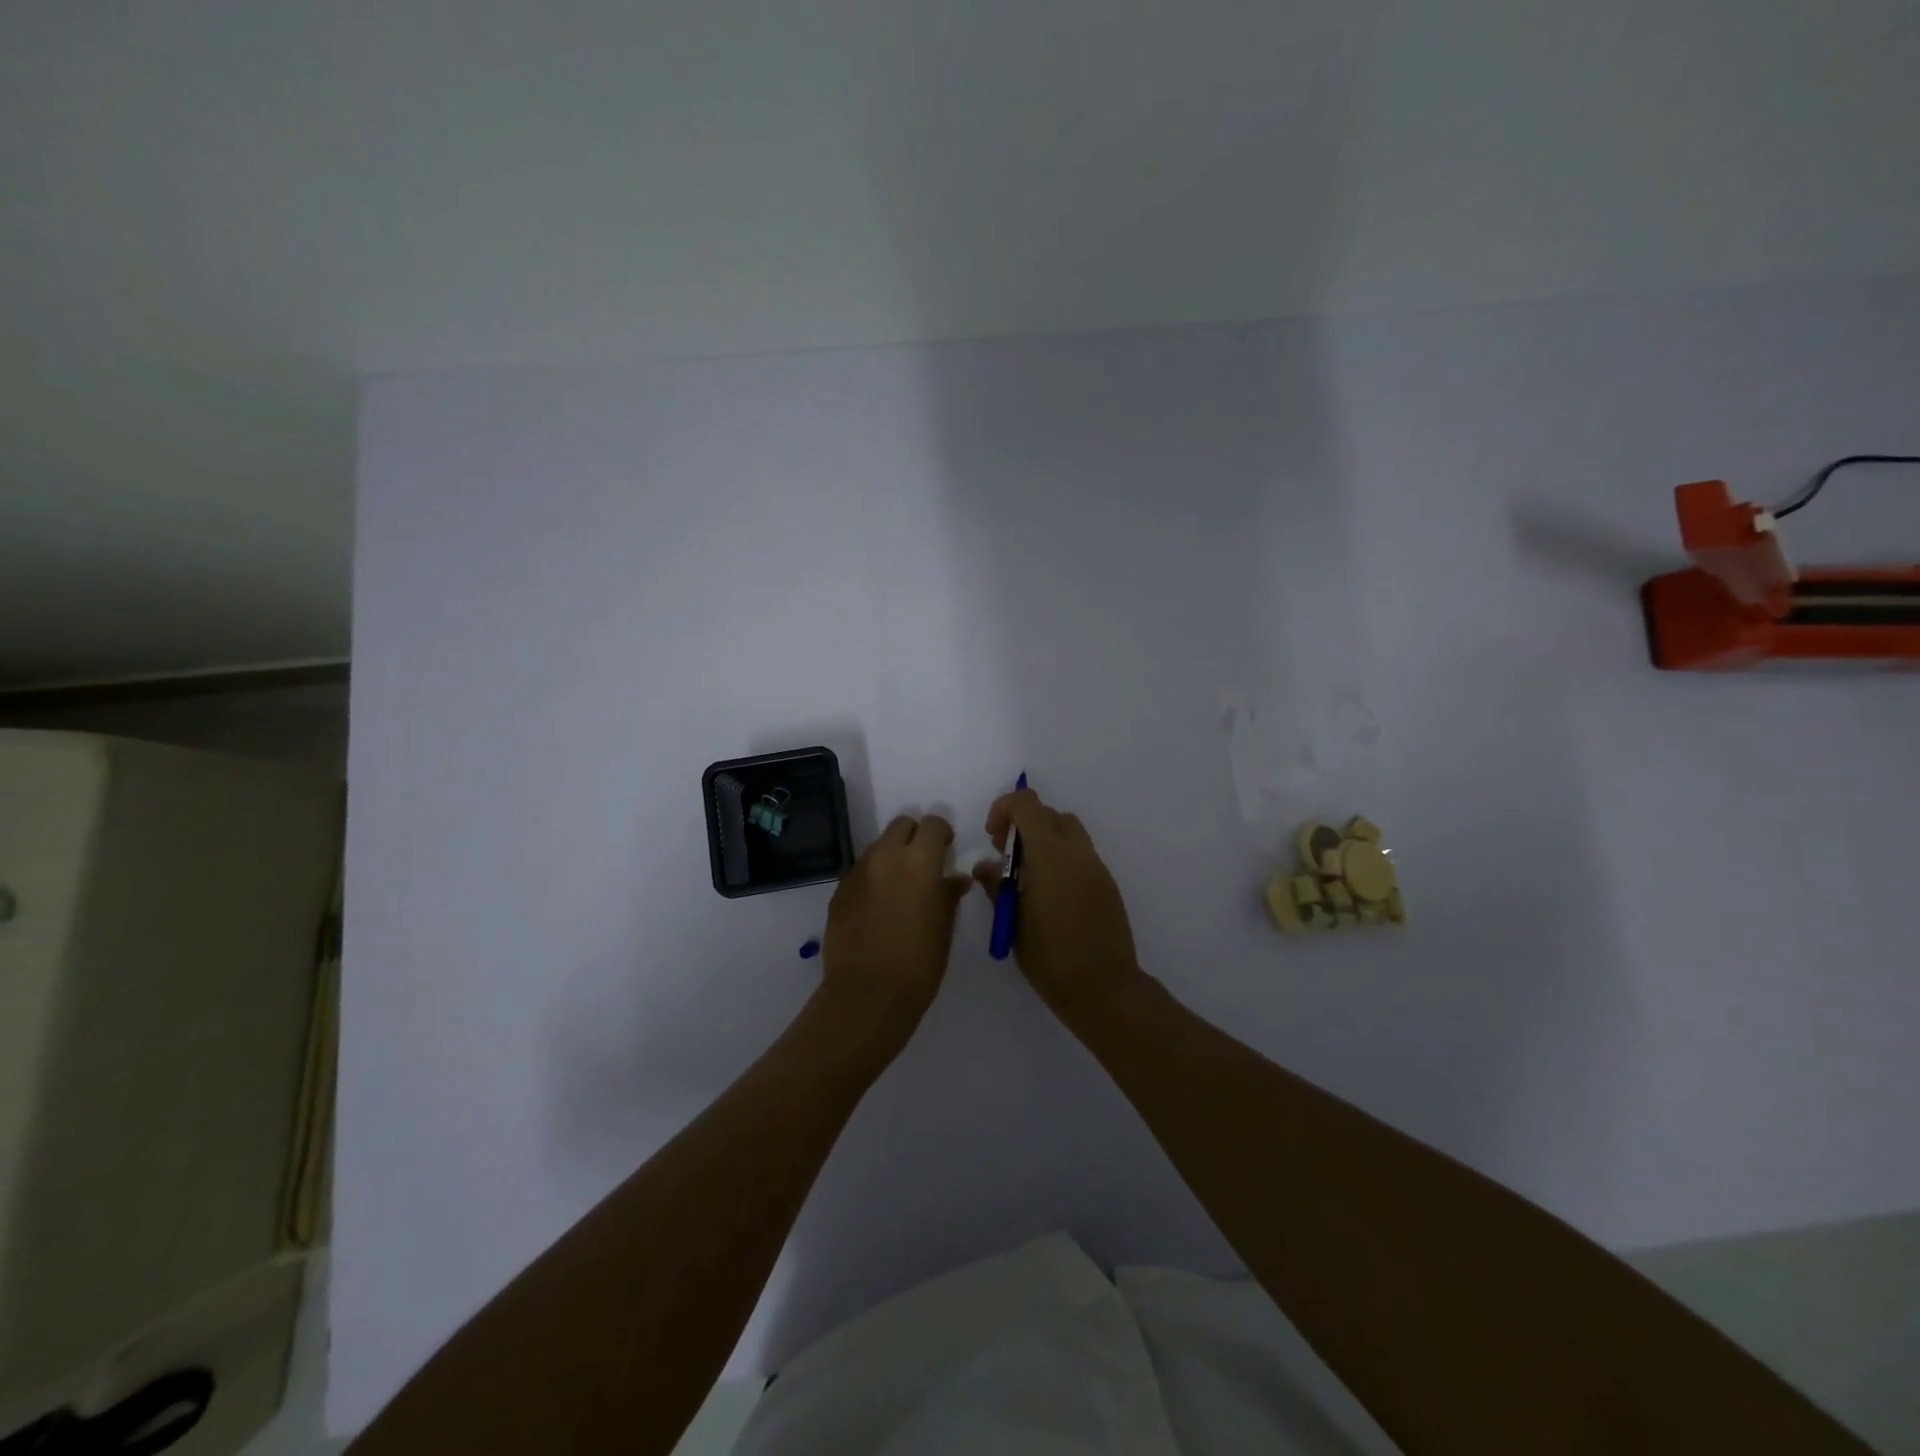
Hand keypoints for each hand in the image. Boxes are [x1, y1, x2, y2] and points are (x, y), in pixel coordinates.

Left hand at [821, 814, 967, 1041]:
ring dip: (891, 856)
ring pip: (878, 847)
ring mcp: (857, 872)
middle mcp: (885, 857)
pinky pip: (860, 871)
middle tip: (923, 864)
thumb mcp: (944, 927)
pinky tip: (877, 907)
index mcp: (919, 861)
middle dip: (914, 836)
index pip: (933, 825)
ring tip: (899, 888)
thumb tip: (955, 878)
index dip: (942, 834)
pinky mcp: (839, 891)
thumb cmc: (919, 962)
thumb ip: (949, 894)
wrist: (867, 994)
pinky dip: (872, 878)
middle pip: (901, 825)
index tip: (947, 851)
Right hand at [973, 789, 1140, 1015]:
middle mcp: (1076, 852)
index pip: (1027, 804)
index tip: (992, 837)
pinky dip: (1061, 857)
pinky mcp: (1107, 884)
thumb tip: (985, 865)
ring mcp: (1096, 867)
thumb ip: (996, 886)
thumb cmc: (1050, 957)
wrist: (1104, 989)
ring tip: (1027, 874)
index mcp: (1049, 855)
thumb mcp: (1012, 922)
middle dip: (1022, 823)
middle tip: (1005, 855)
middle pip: (1049, 813)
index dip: (1004, 808)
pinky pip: (1081, 853)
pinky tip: (1049, 893)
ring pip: (1068, 830)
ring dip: (1044, 838)